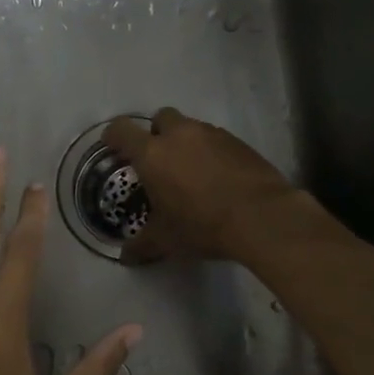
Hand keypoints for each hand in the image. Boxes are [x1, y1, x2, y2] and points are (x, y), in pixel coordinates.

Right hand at [102, 108, 296, 263]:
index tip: (112, 147)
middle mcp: (180, 135)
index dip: (113, 136)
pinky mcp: (239, 142)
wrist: (261, 217)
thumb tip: (125, 256)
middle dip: (155, 133)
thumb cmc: (201, 225)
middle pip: (160, 117)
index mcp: (152, 154)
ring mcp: (212, 135)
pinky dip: (211, 153)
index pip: (122, 130)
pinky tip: (217, 178)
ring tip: (190, 173)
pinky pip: (216, 140)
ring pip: (191, 128)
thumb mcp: (165, 240)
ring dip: (186, 143)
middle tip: (158, 160)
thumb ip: (141, 245)